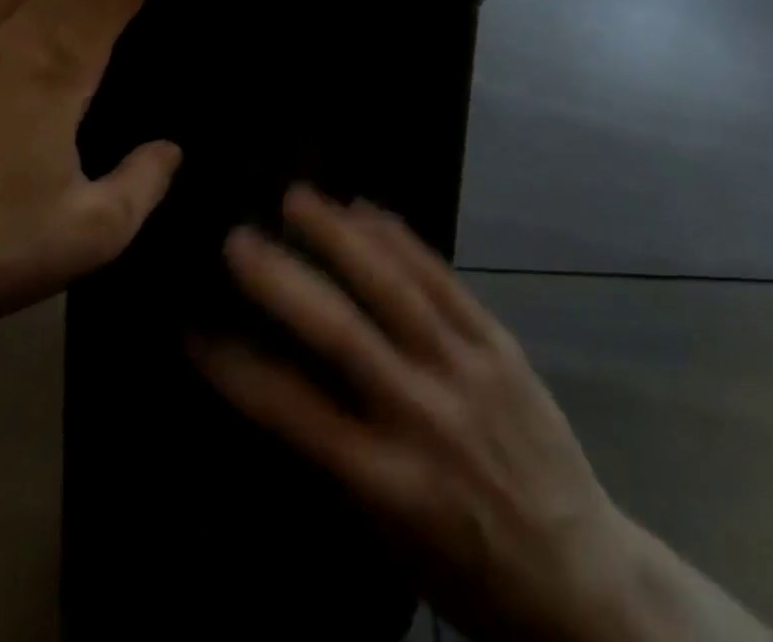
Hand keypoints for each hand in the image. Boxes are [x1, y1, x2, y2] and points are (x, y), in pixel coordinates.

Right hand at [191, 188, 770, 641]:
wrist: (579, 574)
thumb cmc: (467, 568)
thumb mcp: (388, 537)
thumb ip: (334, 459)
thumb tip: (280, 383)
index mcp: (386, 481)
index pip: (293, 413)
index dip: (236, 368)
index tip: (193, 329)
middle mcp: (423, 416)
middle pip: (342, 335)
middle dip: (284, 281)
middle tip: (238, 238)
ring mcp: (466, 370)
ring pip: (394, 288)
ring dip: (341, 237)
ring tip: (298, 197)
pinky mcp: (499, 343)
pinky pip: (444, 280)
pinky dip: (401, 240)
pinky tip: (367, 210)